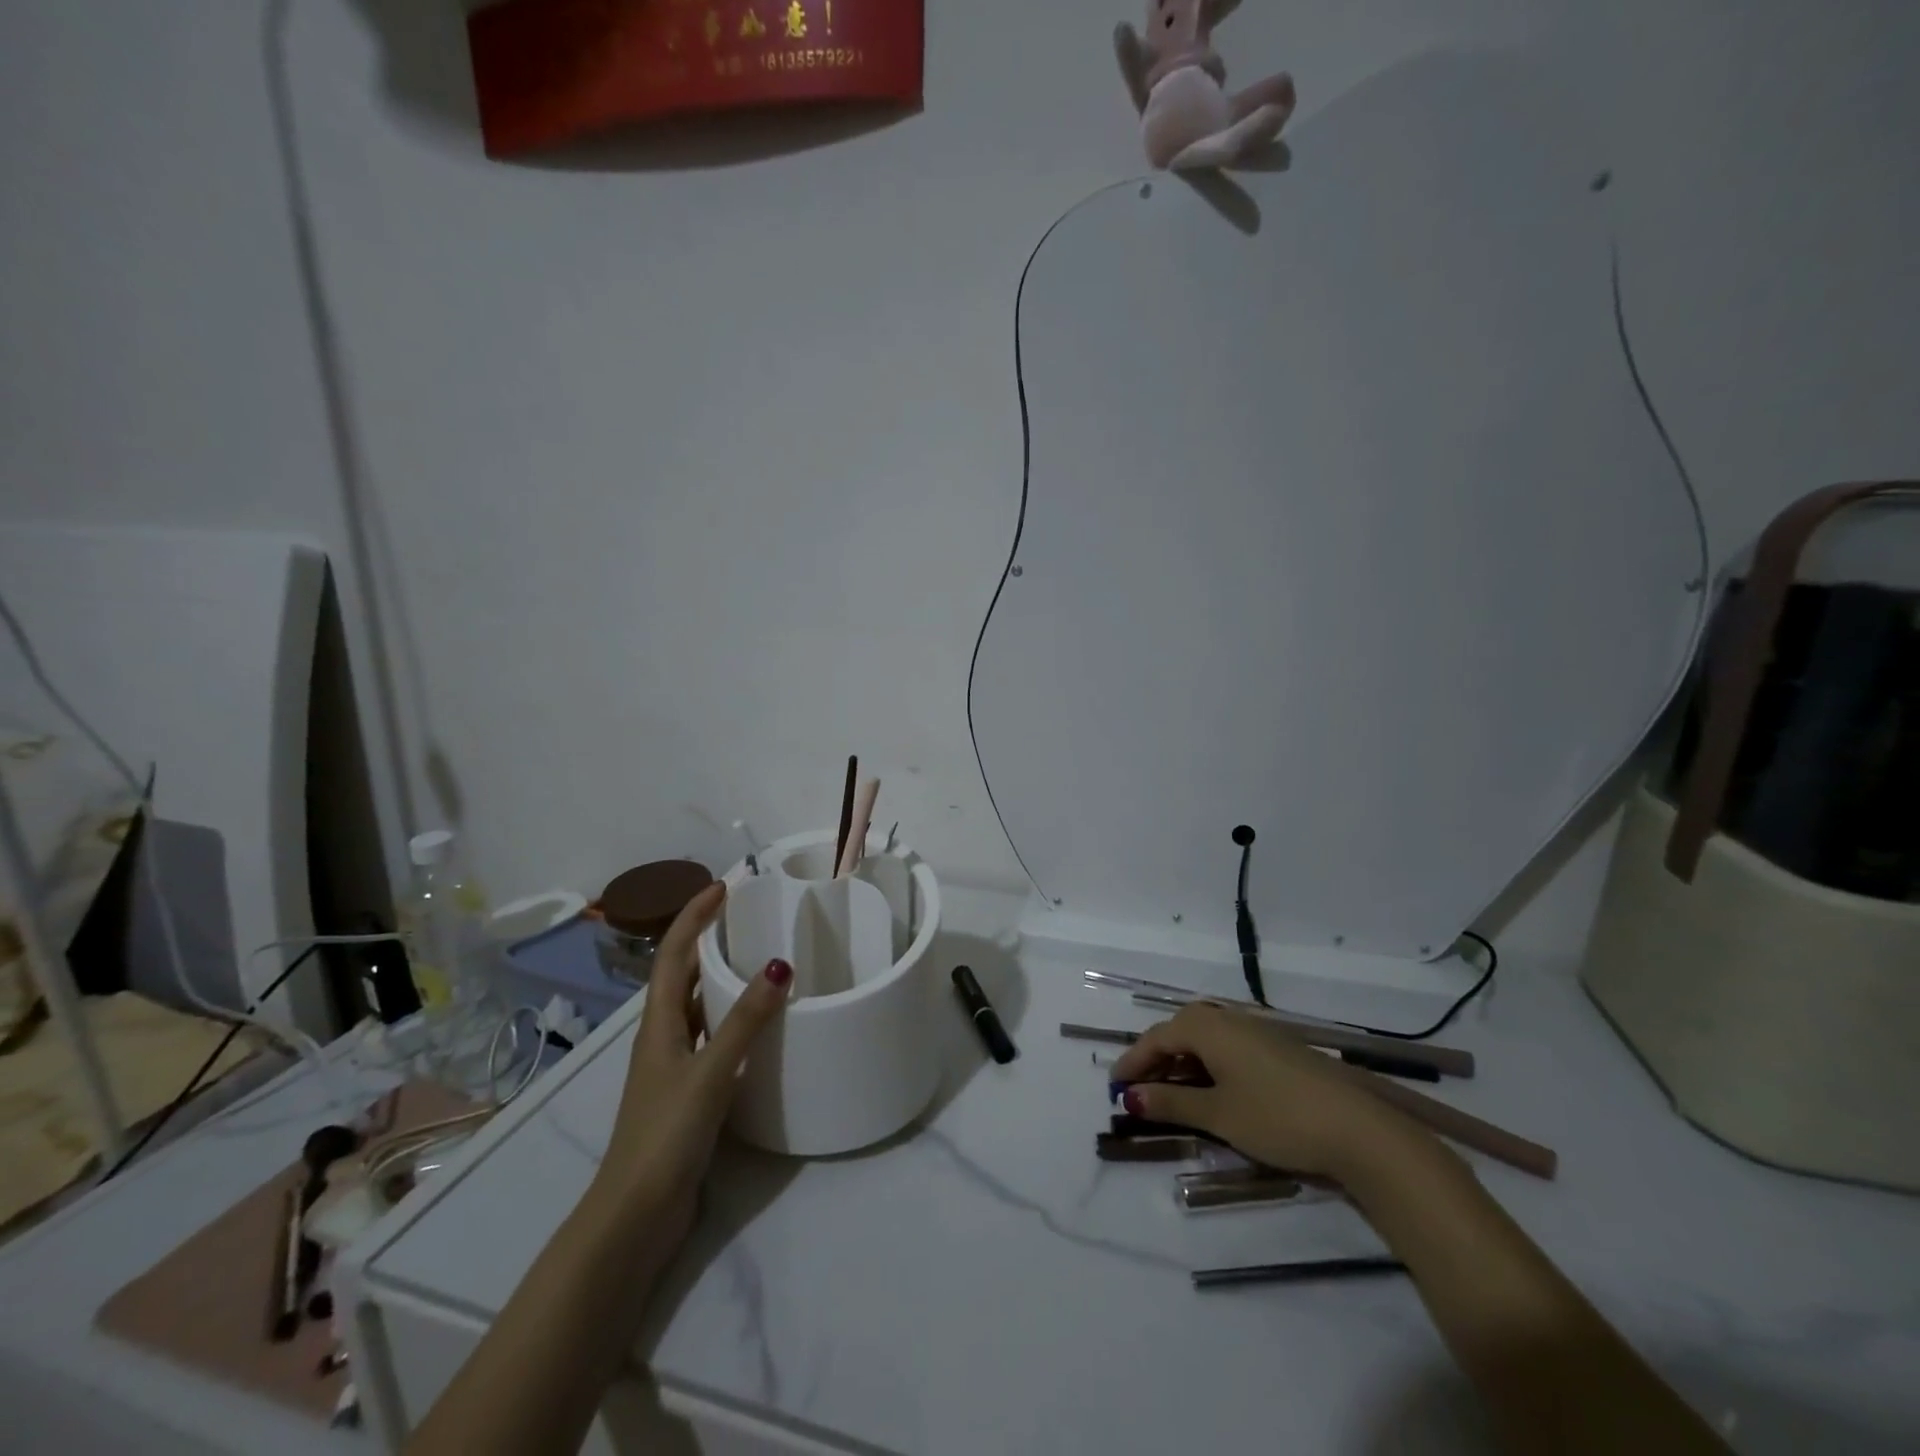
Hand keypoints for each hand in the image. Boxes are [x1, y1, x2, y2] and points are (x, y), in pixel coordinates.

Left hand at [593, 883, 791, 1253]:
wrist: (636, 1215)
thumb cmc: (665, 1134)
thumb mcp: (710, 1072)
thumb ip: (744, 1021)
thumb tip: (779, 965)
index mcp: (658, 1024)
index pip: (673, 954)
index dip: (694, 917)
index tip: (723, 887)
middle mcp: (663, 1037)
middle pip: (683, 975)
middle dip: (710, 941)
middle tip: (751, 918)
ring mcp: (674, 1066)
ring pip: (699, 1007)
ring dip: (723, 979)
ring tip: (762, 960)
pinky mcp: (689, 1092)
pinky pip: (714, 1039)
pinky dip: (734, 1020)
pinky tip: (762, 1025)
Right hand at [1110, 1003, 1416, 1179]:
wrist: (1358, 1128)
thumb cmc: (1277, 1117)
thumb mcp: (1218, 1114)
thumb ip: (1172, 1102)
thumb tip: (1130, 1097)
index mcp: (1208, 1027)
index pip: (1157, 1037)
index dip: (1133, 1061)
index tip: (1114, 1086)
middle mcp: (1230, 1020)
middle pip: (1180, 1032)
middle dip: (1156, 1060)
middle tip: (1139, 1090)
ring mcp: (1257, 1033)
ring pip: (1205, 1041)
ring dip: (1182, 1064)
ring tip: (1170, 1094)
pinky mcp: (1278, 1050)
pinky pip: (1227, 1049)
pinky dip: (1207, 1066)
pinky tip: (1212, 1091)